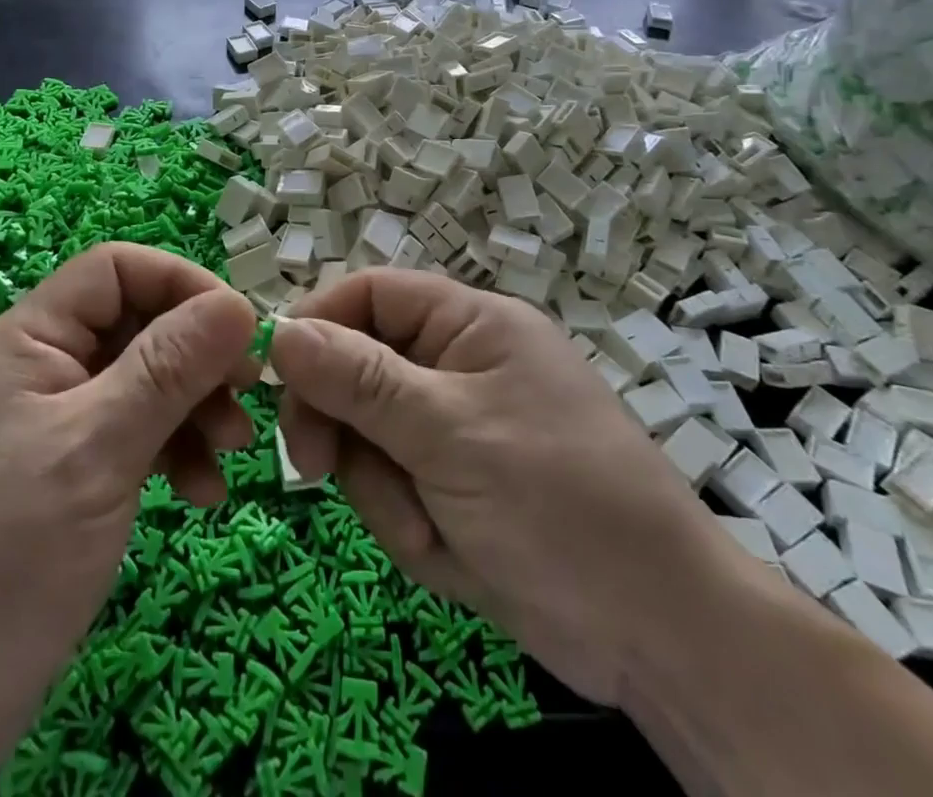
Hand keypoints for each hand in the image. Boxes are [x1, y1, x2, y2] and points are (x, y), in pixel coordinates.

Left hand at [0, 245, 257, 793]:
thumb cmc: (2, 561)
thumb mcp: (97, 451)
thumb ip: (169, 369)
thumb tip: (239, 303)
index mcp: (25, 340)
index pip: (115, 270)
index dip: (180, 284)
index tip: (238, 332)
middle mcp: (36, 368)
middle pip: (134, 326)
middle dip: (195, 358)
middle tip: (247, 399)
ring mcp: (47, 423)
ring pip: (139, 382)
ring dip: (191, 409)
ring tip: (231, 455)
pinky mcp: (60, 473)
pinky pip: (128, 434)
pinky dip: (169, 452)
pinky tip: (200, 493)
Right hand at [271, 269, 736, 707]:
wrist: (657, 637)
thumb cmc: (558, 504)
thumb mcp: (448, 432)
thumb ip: (359, 380)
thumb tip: (281, 332)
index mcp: (468, 324)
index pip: (369, 294)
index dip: (317, 324)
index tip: (276, 376)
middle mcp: (456, 365)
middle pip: (355, 368)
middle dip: (341, 423)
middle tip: (317, 469)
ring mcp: (452, 430)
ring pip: (365, 436)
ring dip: (381, 488)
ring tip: (429, 527)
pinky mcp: (451, 486)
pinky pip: (391, 487)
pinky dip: (405, 522)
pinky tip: (448, 551)